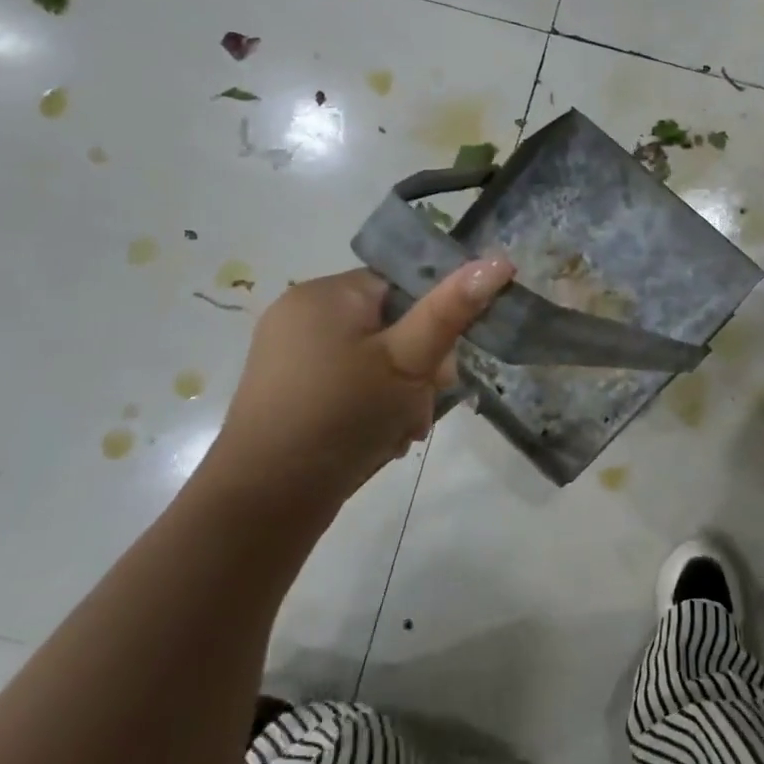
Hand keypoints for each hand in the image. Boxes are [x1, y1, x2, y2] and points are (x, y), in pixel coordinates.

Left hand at [203, 258, 514, 515]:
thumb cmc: (342, 415)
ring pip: (373, 361)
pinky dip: (369, 408)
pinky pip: (346, 384)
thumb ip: (452, 310)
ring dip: (399, 395)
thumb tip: (499, 261)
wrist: (265, 502)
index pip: (402, 286)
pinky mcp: (287, 392)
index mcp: (326, 294)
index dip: (432, 323)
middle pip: (390, 327)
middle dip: (417, 370)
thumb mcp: (408, 360)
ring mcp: (289, 355)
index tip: (442, 368)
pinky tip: (377, 439)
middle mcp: (301, 315)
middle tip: (421, 406)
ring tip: (400, 431)